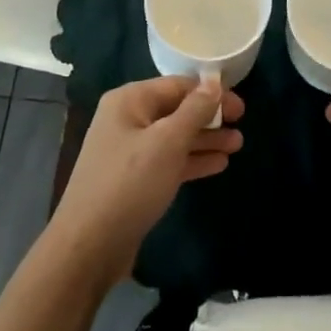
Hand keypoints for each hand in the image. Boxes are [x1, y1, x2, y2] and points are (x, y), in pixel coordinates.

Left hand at [48, 75, 243, 287]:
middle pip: (177, 110)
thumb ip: (194, 110)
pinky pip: (169, 161)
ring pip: (175, 137)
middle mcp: (127, 119)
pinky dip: (192, 160)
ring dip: (205, 140)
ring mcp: (129, 151)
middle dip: (210, 117)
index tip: (240, 107)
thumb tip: (214, 82)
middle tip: (242, 125)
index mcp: (130, 101)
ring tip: (238, 145)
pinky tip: (218, 164)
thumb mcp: (167, 142)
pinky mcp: (134, 180)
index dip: (211, 92)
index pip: (178, 85)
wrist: (88, 248)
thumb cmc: (129, 183)